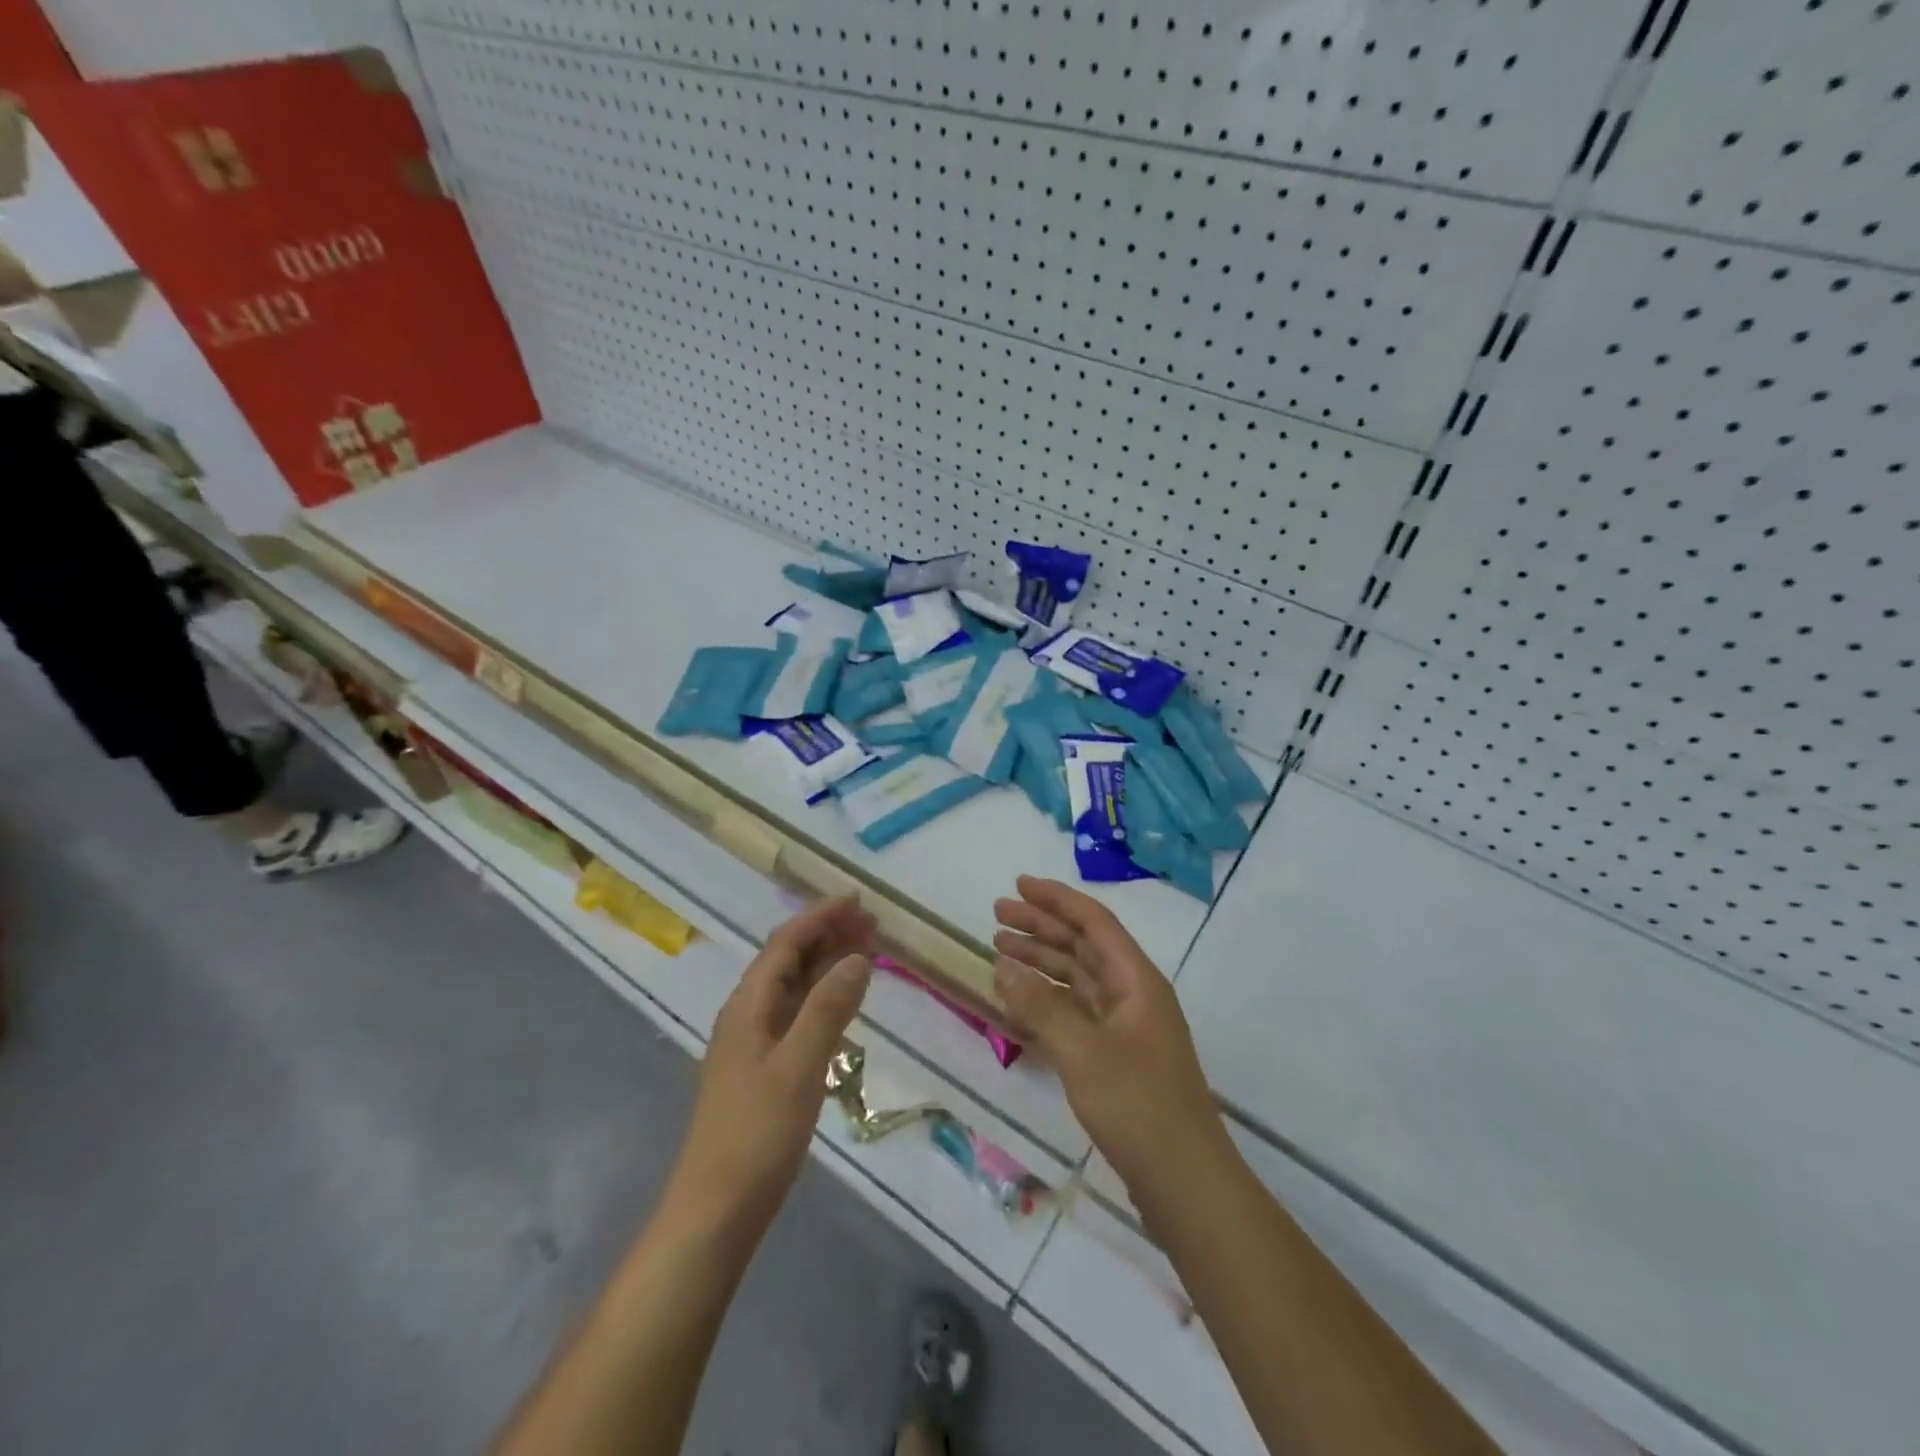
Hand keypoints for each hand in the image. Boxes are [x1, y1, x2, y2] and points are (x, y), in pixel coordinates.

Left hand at [669, 897, 874, 1234]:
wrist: (717, 1210)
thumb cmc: (756, 1135)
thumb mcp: (799, 1067)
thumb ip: (828, 1009)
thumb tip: (857, 957)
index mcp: (748, 1005)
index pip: (786, 943)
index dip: (820, 917)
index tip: (858, 901)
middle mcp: (749, 1014)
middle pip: (789, 959)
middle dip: (828, 935)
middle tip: (872, 924)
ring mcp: (756, 1042)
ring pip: (795, 986)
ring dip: (828, 963)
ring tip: (868, 950)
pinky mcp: (766, 1067)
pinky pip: (799, 1013)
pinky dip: (824, 996)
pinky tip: (845, 1000)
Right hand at [993, 876, 1225, 1197]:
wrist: (1184, 1182)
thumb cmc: (1137, 1105)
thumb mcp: (1082, 1051)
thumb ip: (1040, 1005)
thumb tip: (1003, 965)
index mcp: (1136, 980)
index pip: (1094, 922)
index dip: (1056, 900)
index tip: (1018, 885)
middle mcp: (1132, 994)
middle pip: (1082, 946)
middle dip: (1041, 927)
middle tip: (996, 916)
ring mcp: (1125, 1027)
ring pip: (1076, 979)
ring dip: (1041, 961)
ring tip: (999, 949)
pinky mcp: (1115, 1057)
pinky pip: (1075, 1012)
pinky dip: (1046, 1001)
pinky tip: (1018, 1000)